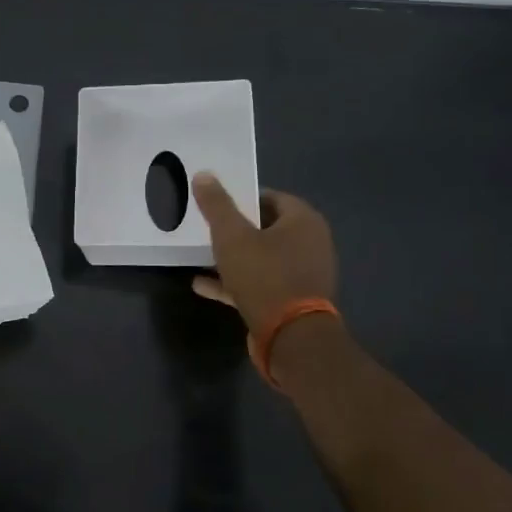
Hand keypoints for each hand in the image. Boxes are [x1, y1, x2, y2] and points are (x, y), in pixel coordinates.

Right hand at [189, 172, 336, 335]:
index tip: (216, 203)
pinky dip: (234, 282)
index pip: (271, 196)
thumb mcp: (232, 236)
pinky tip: (202, 284)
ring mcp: (303, 275)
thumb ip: (217, 205)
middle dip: (236, 228)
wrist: (291, 337)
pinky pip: (259, 283)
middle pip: (267, 227)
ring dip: (233, 257)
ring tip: (201, 255)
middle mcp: (310, 244)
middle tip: (207, 226)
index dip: (242, 197)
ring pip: (262, 257)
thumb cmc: (264, 276)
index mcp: (304, 221)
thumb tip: (203, 174)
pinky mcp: (292, 301)